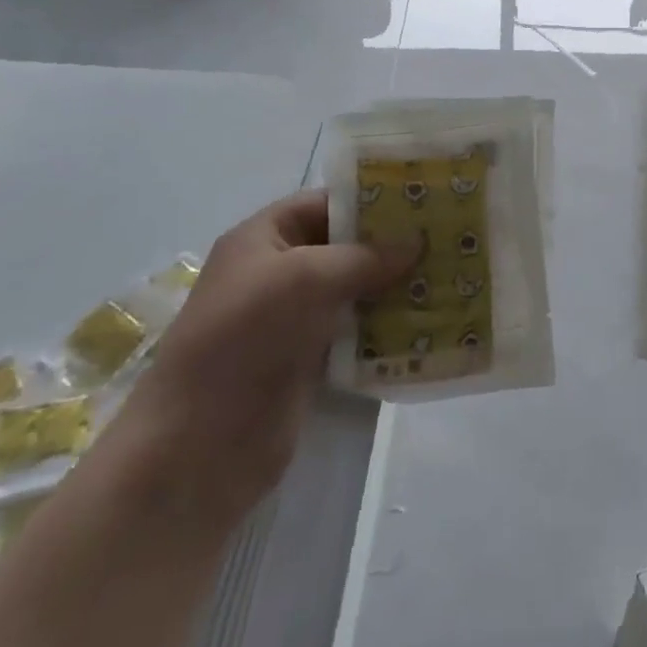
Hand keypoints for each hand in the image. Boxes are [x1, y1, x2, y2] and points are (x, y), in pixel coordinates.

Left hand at [113, 189, 417, 516]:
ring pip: (354, 289)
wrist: (198, 447)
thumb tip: (417, 243)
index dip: (370, 200)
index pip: (325, 203)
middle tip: (447, 239)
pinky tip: (426, 321)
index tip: (422, 201)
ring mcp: (292, 319)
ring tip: (448, 276)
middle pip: (344, 246)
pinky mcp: (307, 360)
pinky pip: (355, 331)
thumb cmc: (244, 339)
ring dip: (394, 286)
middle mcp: (277, 272)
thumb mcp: (305, 279)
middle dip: (392, 244)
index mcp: (263, 238)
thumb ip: (364, 256)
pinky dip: (385, 326)